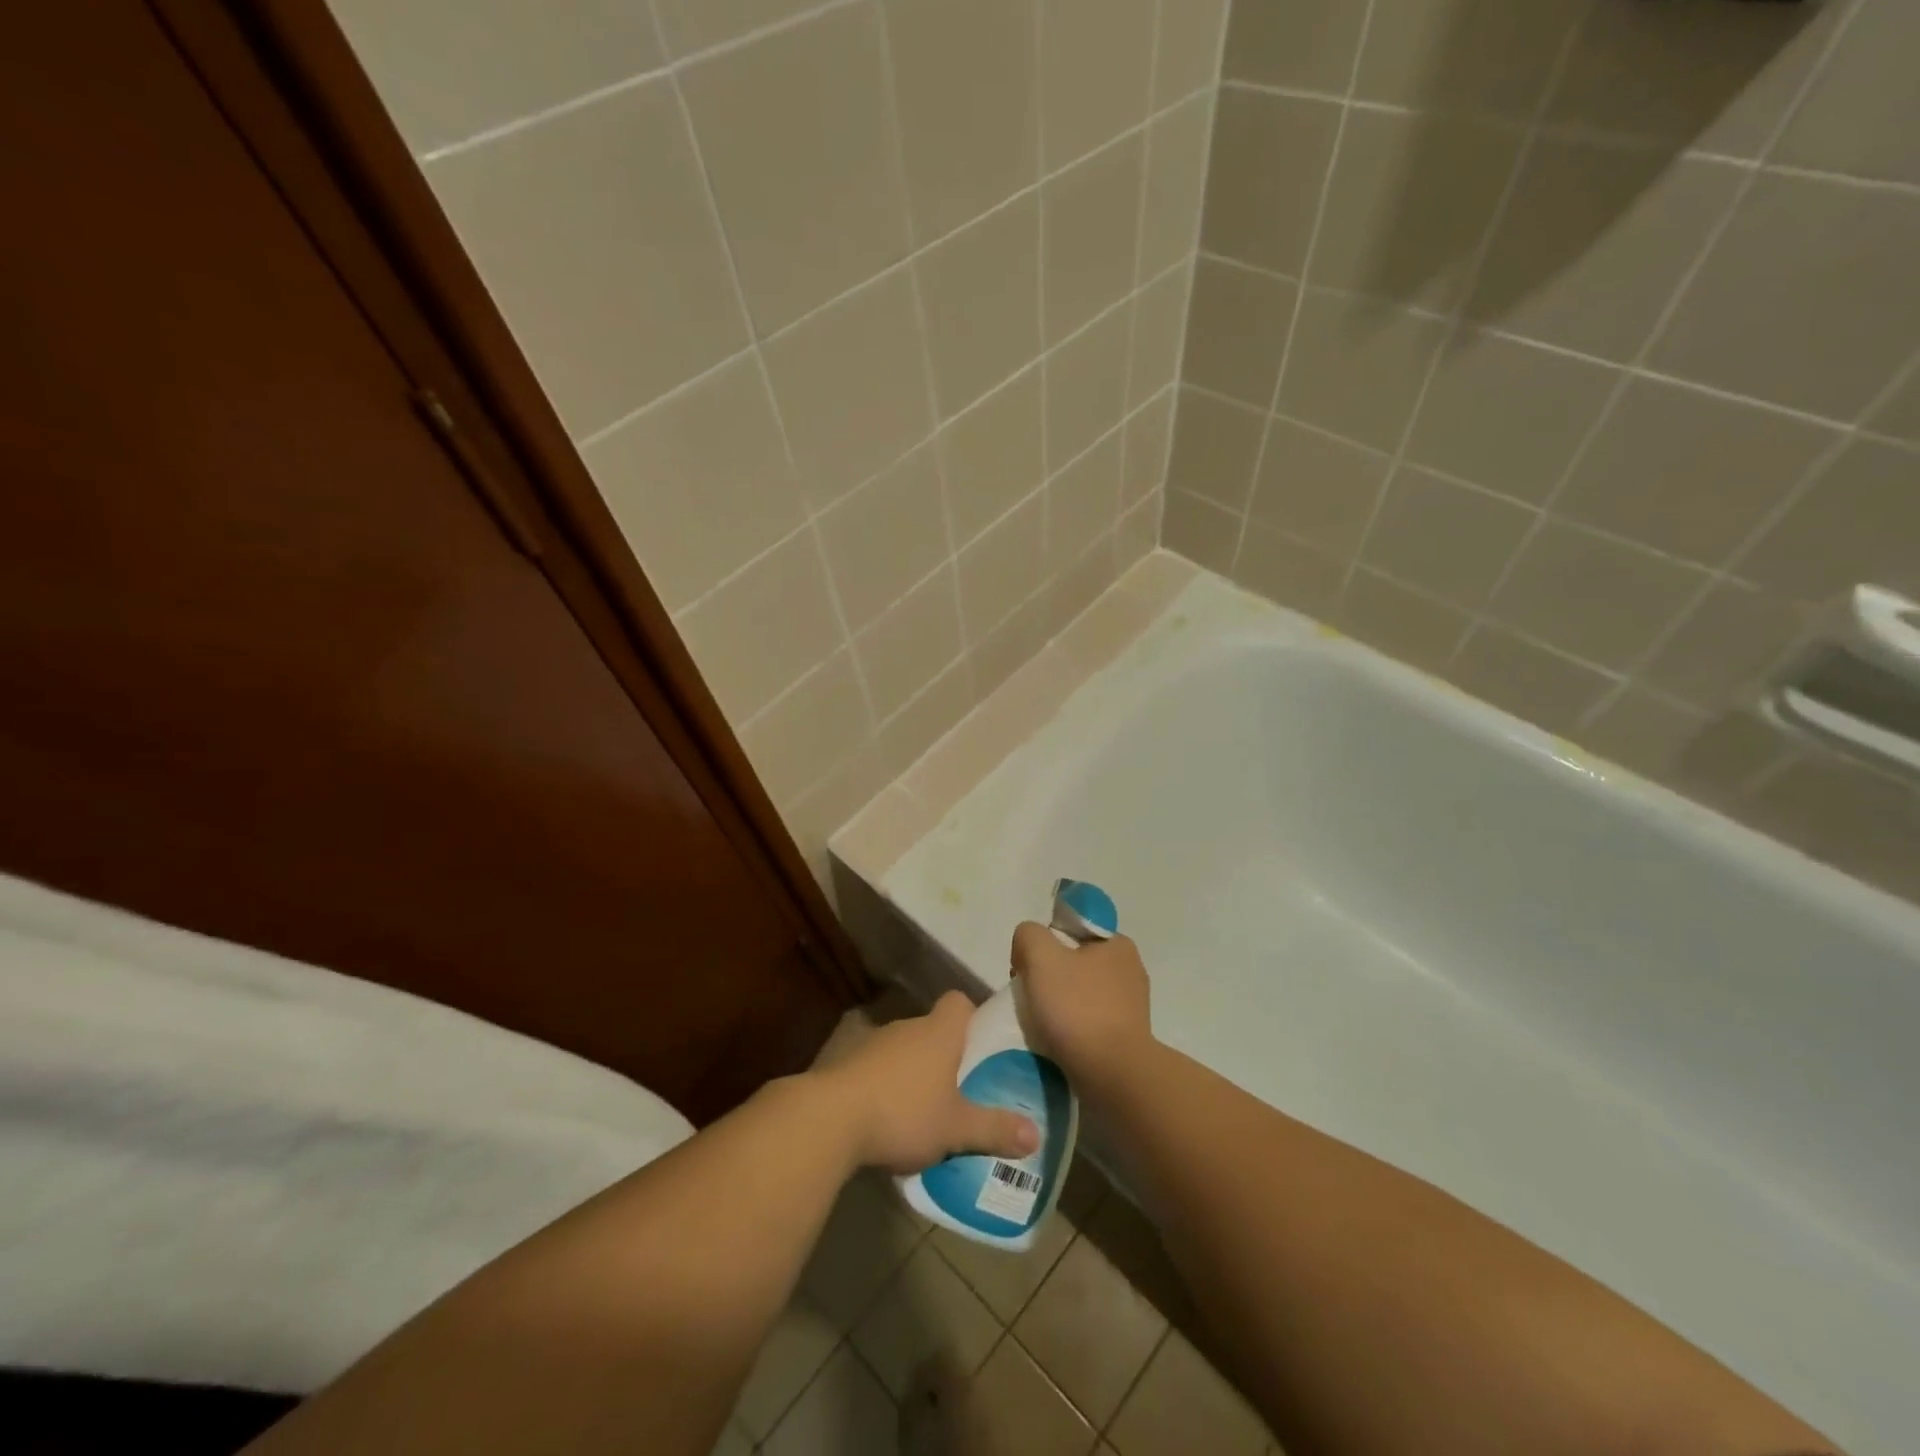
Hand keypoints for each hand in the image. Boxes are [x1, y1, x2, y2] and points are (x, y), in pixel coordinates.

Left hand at [818, 992, 1039, 1175]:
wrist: (830, 1119)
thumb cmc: (904, 1112)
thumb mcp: (956, 1128)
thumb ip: (995, 1129)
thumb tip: (1037, 1135)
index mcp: (938, 1032)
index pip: (959, 1002)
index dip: (972, 1018)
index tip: (980, 1045)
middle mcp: (906, 1027)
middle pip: (932, 1029)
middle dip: (945, 1055)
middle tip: (960, 1089)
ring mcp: (871, 1042)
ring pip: (902, 1050)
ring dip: (911, 1072)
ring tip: (923, 1110)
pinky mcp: (843, 1063)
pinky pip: (874, 1068)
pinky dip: (882, 1086)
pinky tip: (885, 1120)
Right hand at [1010, 923, 1154, 1091]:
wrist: (1112, 1075)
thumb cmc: (1078, 1008)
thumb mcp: (1041, 956)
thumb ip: (1029, 935)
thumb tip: (1028, 948)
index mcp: (1118, 944)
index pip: (1072, 930)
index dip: (1046, 944)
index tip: (1030, 968)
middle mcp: (1130, 970)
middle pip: (1074, 963)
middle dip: (1049, 977)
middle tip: (1030, 997)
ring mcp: (1131, 1007)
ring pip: (1080, 995)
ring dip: (1058, 1006)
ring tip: (1041, 1024)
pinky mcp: (1126, 1038)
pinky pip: (1089, 1024)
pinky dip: (1071, 1030)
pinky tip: (1057, 1042)